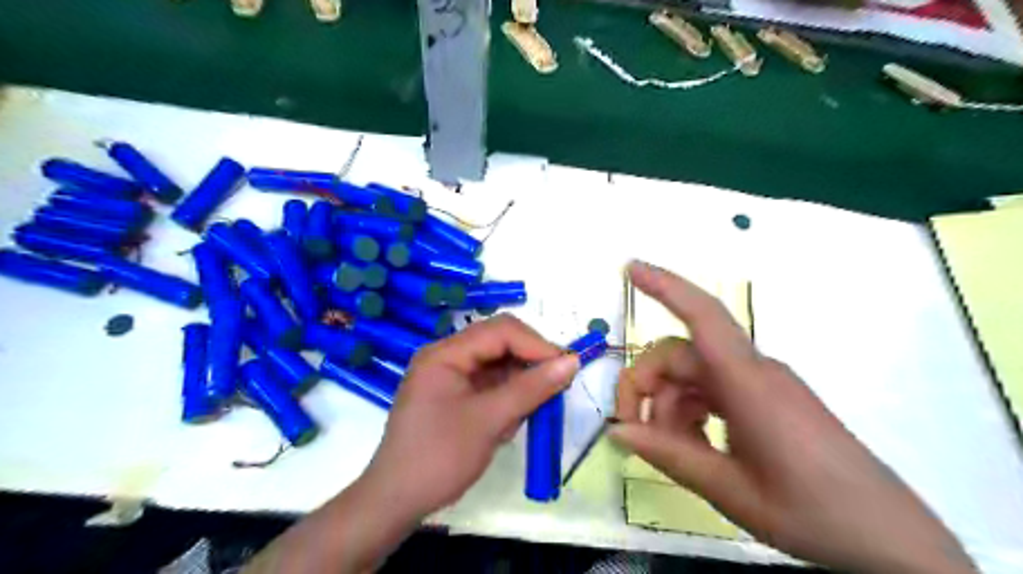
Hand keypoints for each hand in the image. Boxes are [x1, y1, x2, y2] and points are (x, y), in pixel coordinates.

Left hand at [363, 313, 577, 520]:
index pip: (500, 331)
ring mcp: (451, 376)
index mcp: (446, 353)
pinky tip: (509, 422)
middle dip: (529, 363)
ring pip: (498, 365)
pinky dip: (507, 399)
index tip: (567, 367)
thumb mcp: (489, 421)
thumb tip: (572, 361)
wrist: (397, 502)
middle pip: (499, 344)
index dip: (536, 344)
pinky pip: (490, 385)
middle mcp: (447, 356)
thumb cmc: (440, 457)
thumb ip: (531, 388)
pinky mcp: (455, 395)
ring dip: (519, 385)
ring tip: (527, 413)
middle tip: (556, 387)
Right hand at [610, 259, 969, 573]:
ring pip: (694, 376)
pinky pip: (714, 391)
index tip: (631, 268)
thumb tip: (617, 430)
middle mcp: (753, 371)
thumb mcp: (728, 489)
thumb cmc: (811, 514)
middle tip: (632, 430)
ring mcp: (762, 384)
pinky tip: (696, 447)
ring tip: (673, 452)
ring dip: (669, 406)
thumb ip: (667, 453)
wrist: (890, 540)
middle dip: (647, 386)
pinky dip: (692, 412)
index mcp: (748, 382)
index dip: (665, 286)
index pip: (702, 315)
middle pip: (681, 357)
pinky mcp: (768, 399)